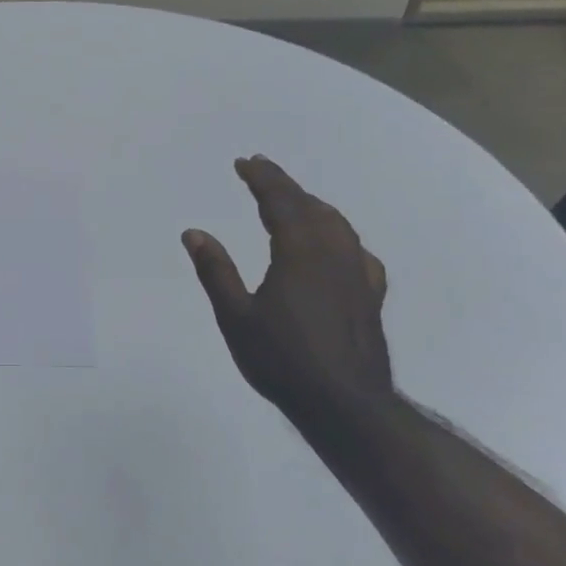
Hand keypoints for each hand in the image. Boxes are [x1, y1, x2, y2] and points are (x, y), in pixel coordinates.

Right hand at [182, 156, 393, 427]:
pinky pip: (357, 250)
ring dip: (313, 205)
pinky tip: (338, 246)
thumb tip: (194, 233)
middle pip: (311, 206)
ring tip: (294, 200)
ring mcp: (358, 274)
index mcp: (300, 252)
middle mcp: (334, 253)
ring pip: (338, 224)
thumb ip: (216, 271)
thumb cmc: (282, 360)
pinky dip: (340, 235)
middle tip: (262, 170)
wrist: (344, 403)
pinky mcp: (371, 295)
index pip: (281, 202)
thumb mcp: (236, 317)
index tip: (244, 162)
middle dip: (285, 185)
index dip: (262, 179)